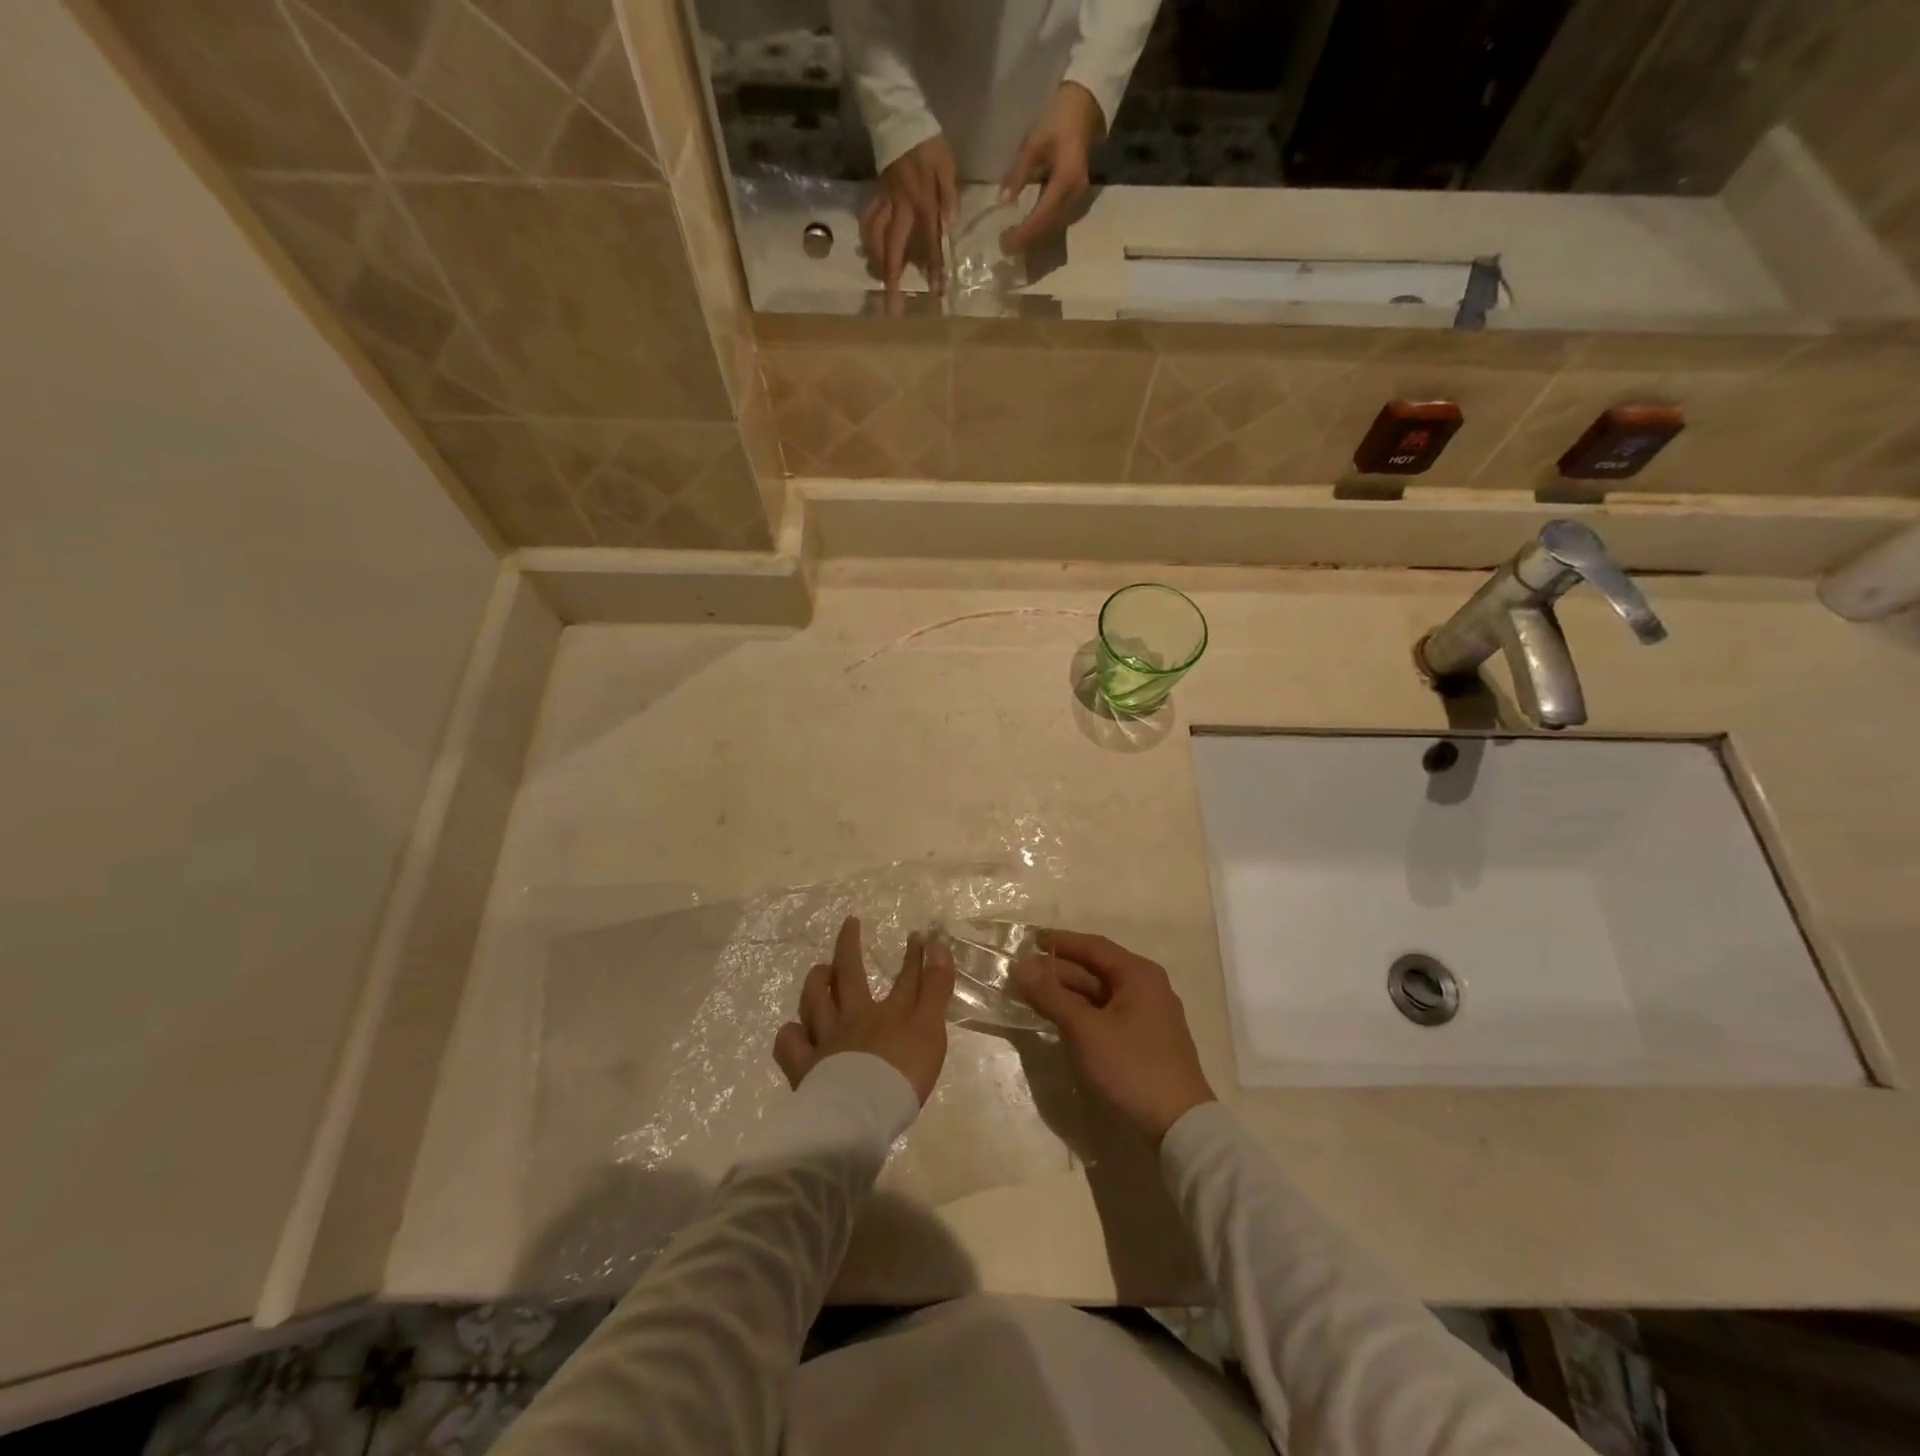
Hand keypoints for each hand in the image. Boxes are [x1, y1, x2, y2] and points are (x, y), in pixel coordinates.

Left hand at [774, 917, 954, 1104]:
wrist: (860, 1114)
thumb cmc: (901, 1074)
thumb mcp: (930, 1029)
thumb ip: (935, 988)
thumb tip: (937, 944)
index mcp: (886, 1012)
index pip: (905, 978)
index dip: (914, 955)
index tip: (918, 935)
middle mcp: (852, 1018)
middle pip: (849, 975)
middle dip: (851, 946)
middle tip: (850, 924)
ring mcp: (824, 1041)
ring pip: (815, 1001)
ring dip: (818, 981)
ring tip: (821, 971)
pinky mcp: (804, 1068)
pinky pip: (789, 1043)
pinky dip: (791, 1033)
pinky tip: (795, 1030)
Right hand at [861, 134, 957, 292]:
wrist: (898, 114)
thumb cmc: (928, 141)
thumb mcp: (946, 163)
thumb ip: (949, 194)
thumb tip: (949, 223)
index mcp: (921, 201)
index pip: (929, 240)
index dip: (932, 267)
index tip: (934, 292)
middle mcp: (900, 206)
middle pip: (892, 248)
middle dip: (892, 280)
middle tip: (891, 307)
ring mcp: (885, 201)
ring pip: (875, 237)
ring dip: (876, 262)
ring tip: (880, 282)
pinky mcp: (877, 195)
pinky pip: (868, 220)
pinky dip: (868, 238)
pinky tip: (870, 251)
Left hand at [1000, 82, 1103, 253]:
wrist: (1084, 108)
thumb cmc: (1057, 120)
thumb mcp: (1033, 144)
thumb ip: (1018, 174)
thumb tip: (1002, 200)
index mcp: (1065, 182)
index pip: (1040, 217)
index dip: (1022, 233)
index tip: (1004, 243)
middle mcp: (1074, 197)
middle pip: (1047, 229)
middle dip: (1026, 241)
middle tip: (1004, 247)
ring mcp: (1077, 200)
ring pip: (1052, 228)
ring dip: (1033, 239)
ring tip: (1013, 243)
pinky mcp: (1075, 199)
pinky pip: (1056, 221)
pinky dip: (1040, 230)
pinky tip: (1027, 232)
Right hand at [1011, 929, 1214, 1144]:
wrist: (1180, 1128)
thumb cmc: (1131, 1068)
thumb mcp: (1085, 1030)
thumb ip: (1052, 996)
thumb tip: (1021, 966)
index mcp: (1138, 975)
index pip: (1093, 947)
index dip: (1059, 942)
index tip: (1029, 939)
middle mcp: (1147, 987)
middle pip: (1096, 970)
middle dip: (1058, 970)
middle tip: (1022, 972)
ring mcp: (1148, 1016)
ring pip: (1100, 994)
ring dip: (1067, 993)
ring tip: (1033, 995)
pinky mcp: (1145, 1041)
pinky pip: (1106, 1014)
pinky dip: (1081, 1013)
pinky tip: (1060, 1020)